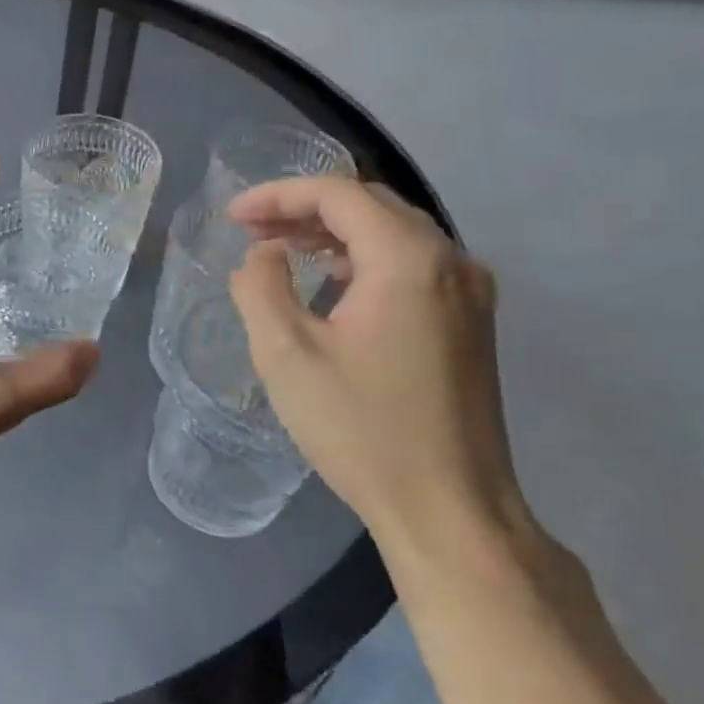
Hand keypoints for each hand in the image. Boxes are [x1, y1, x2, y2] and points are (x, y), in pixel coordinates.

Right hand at [226, 177, 531, 557]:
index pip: (338, 195)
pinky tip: (329, 282)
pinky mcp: (470, 322)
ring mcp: (469, 292)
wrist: (449, 508)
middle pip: (370, 205)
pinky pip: (411, 264)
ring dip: (333, 232)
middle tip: (251, 230)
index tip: (232, 217)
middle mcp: (451, 261)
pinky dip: (362, 258)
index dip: (278, 195)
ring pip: (393, 233)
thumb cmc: (361, 428)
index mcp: (409, 259)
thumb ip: (261, 287)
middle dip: (304, 209)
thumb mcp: (286, 354)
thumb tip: (264, 255)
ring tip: (280, 248)